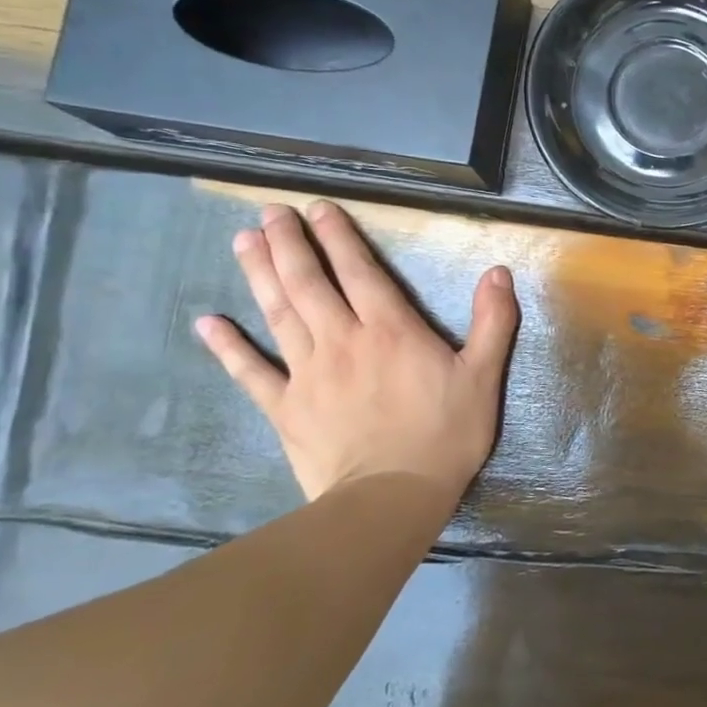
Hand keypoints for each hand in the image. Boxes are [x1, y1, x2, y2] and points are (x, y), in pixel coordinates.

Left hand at [194, 201, 518, 499]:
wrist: (391, 498)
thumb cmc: (445, 434)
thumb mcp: (483, 375)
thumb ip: (493, 320)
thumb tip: (499, 271)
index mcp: (390, 329)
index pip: (359, 271)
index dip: (338, 237)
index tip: (319, 208)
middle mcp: (343, 339)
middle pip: (309, 282)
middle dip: (290, 243)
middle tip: (271, 212)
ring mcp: (307, 373)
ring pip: (278, 314)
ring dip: (259, 275)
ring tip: (243, 241)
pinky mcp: (285, 408)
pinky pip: (250, 372)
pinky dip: (227, 347)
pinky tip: (208, 323)